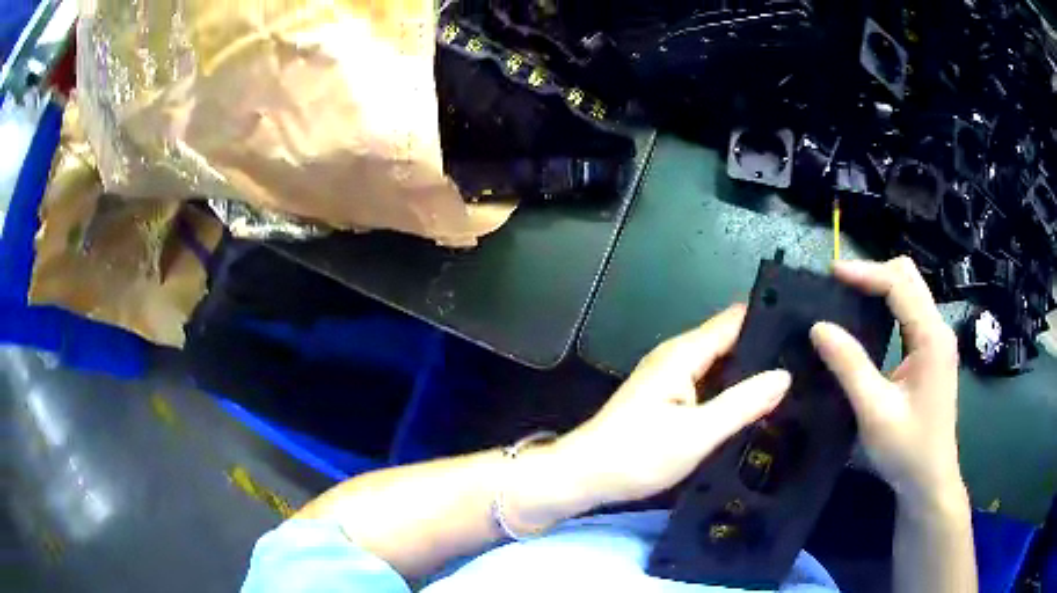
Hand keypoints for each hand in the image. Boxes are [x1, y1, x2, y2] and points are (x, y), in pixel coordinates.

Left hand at [555, 305, 791, 507]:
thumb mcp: (696, 433)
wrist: (584, 476)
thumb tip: (784, 375)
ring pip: (721, 364)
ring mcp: (671, 377)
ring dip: (750, 371)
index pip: (735, 320)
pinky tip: (756, 403)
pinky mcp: (668, 398)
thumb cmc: (636, 455)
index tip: (807, 328)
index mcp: (684, 354)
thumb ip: (742, 403)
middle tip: (808, 361)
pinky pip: (709, 383)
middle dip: (766, 349)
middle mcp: (678, 357)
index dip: (770, 320)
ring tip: (795, 379)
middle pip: (730, 340)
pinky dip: (732, 389)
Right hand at [810, 257, 965, 510]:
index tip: (831, 273)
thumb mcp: (875, 411)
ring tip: (848, 297)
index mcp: (931, 337)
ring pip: (910, 292)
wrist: (929, 481)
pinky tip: (869, 320)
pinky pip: (909, 313)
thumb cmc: (907, 449)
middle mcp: (938, 329)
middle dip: (874, 274)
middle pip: (909, 278)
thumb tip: (818, 327)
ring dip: (881, 287)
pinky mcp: (931, 353)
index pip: (900, 284)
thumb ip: (850, 366)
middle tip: (839, 286)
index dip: (866, 273)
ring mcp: (937, 340)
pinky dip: (888, 306)